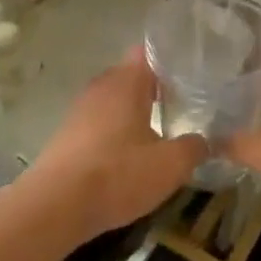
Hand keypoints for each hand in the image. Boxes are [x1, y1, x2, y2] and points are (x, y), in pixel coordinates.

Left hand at [25, 50, 205, 243]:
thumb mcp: (170, 165)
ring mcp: (79, 111)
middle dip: (155, 89)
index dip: (170, 60)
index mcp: (126, 81)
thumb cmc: (117, 174)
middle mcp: (101, 87)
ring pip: (114, 102)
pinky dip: (115, 133)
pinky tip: (129, 156)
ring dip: (134, 113)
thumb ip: (194, 148)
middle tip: (183, 105)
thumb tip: (206, 141)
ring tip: (160, 132)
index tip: (192, 75)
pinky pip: (99, 123)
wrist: (55, 208)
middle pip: (132, 77)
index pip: (149, 52)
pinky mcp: (66, 136)